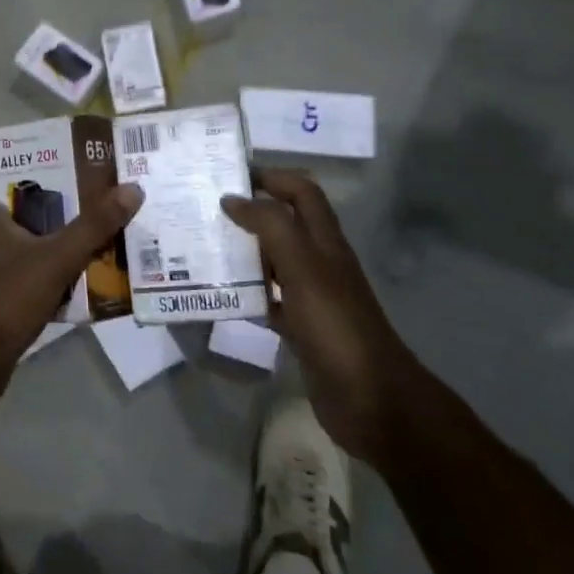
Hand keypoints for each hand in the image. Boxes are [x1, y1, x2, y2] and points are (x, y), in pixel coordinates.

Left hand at [0, 152, 143, 407]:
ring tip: (77, 220)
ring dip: (37, 228)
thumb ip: (92, 227)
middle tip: (69, 182)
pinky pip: (13, 267)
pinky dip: (36, 262)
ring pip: (7, 236)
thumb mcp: (54, 259)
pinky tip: (68, 269)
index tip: (22, 148)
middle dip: (31, 191)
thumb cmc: (2, 300)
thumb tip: (131, 189)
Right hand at [221, 170, 419, 462]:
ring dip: (242, 251)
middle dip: (249, 212)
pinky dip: (245, 292)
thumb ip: (270, 226)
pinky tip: (219, 294)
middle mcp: (319, 262)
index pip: (301, 192)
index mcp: (325, 241)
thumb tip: (234, 198)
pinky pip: (268, 298)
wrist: (371, 399)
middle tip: (205, 211)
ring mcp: (311, 296)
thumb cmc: (335, 324)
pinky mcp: (301, 327)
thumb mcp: (303, 266)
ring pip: (272, 261)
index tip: (230, 175)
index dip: (271, 177)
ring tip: (202, 247)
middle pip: (284, 223)